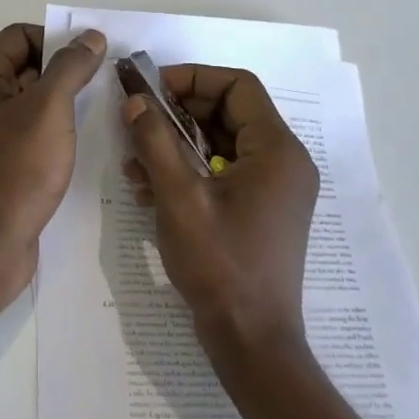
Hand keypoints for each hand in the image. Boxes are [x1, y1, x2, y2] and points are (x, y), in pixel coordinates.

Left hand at [0, 23, 106, 296]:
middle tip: (104, 89)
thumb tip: (91, 36)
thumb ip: (71, 67)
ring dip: (59, 106)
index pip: (21, 36)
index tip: (96, 62)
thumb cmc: (14, 172)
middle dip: (63, 75)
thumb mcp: (49, 110)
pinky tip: (77, 146)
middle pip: (23, 67)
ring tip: (97, 116)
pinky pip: (21, 132)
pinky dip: (47, 133)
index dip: (59, 43)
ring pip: (25, 102)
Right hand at [123, 65, 319, 358]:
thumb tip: (134, 101)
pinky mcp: (260, 209)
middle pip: (228, 112)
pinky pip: (223, 171)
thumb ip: (155, 142)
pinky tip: (148, 187)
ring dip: (177, 144)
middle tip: (136, 120)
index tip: (151, 88)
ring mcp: (274, 187)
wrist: (251, 340)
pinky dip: (188, 170)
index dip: (192, 78)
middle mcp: (283, 161)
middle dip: (178, 113)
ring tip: (135, 159)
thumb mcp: (179, 198)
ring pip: (221, 143)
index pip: (238, 85)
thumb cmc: (220, 264)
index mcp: (276, 150)